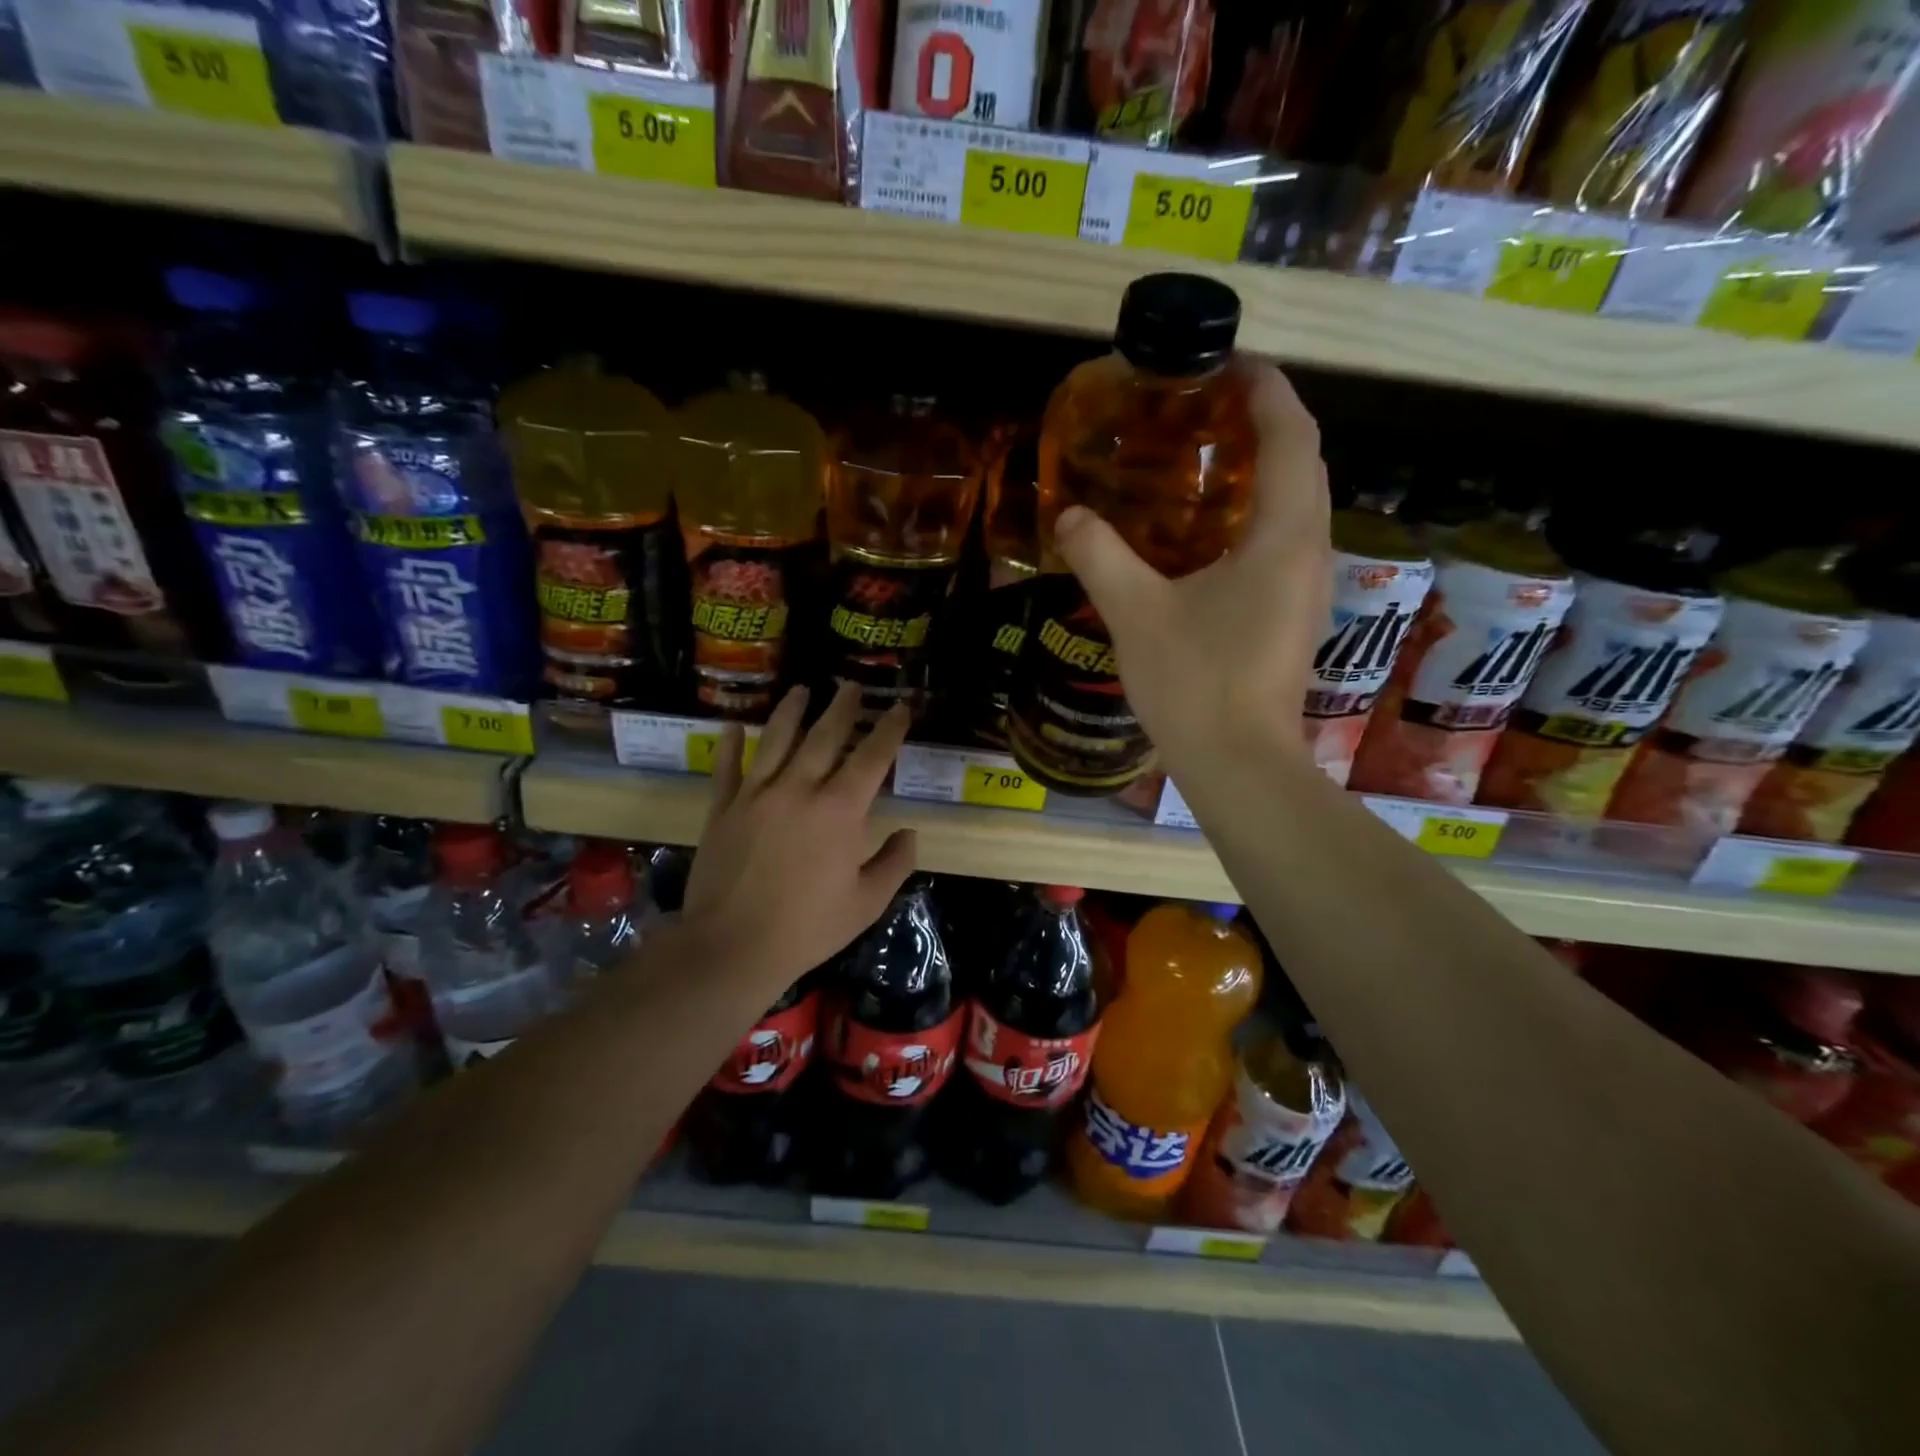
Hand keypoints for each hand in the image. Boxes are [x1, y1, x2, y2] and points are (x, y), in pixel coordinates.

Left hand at [681, 683, 916, 985]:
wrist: (732, 946)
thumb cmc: (808, 927)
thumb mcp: (867, 903)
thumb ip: (895, 864)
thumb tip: (909, 833)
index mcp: (840, 811)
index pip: (872, 757)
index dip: (890, 729)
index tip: (900, 707)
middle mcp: (799, 789)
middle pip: (824, 735)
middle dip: (843, 707)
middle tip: (851, 684)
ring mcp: (756, 795)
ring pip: (776, 739)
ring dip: (791, 711)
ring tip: (801, 689)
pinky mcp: (723, 809)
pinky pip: (727, 767)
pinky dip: (731, 743)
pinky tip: (734, 725)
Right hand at [1055, 361, 1328, 771]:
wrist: (1237, 763)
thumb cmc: (1194, 683)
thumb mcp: (1135, 612)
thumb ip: (1100, 554)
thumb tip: (1067, 515)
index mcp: (1283, 537)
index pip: (1292, 436)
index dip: (1268, 389)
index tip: (1230, 361)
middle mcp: (1310, 551)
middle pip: (1304, 463)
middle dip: (1266, 423)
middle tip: (1209, 408)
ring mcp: (1308, 587)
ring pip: (1299, 505)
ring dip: (1265, 469)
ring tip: (1209, 459)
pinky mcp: (1294, 615)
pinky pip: (1285, 540)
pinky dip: (1258, 513)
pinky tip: (1211, 532)